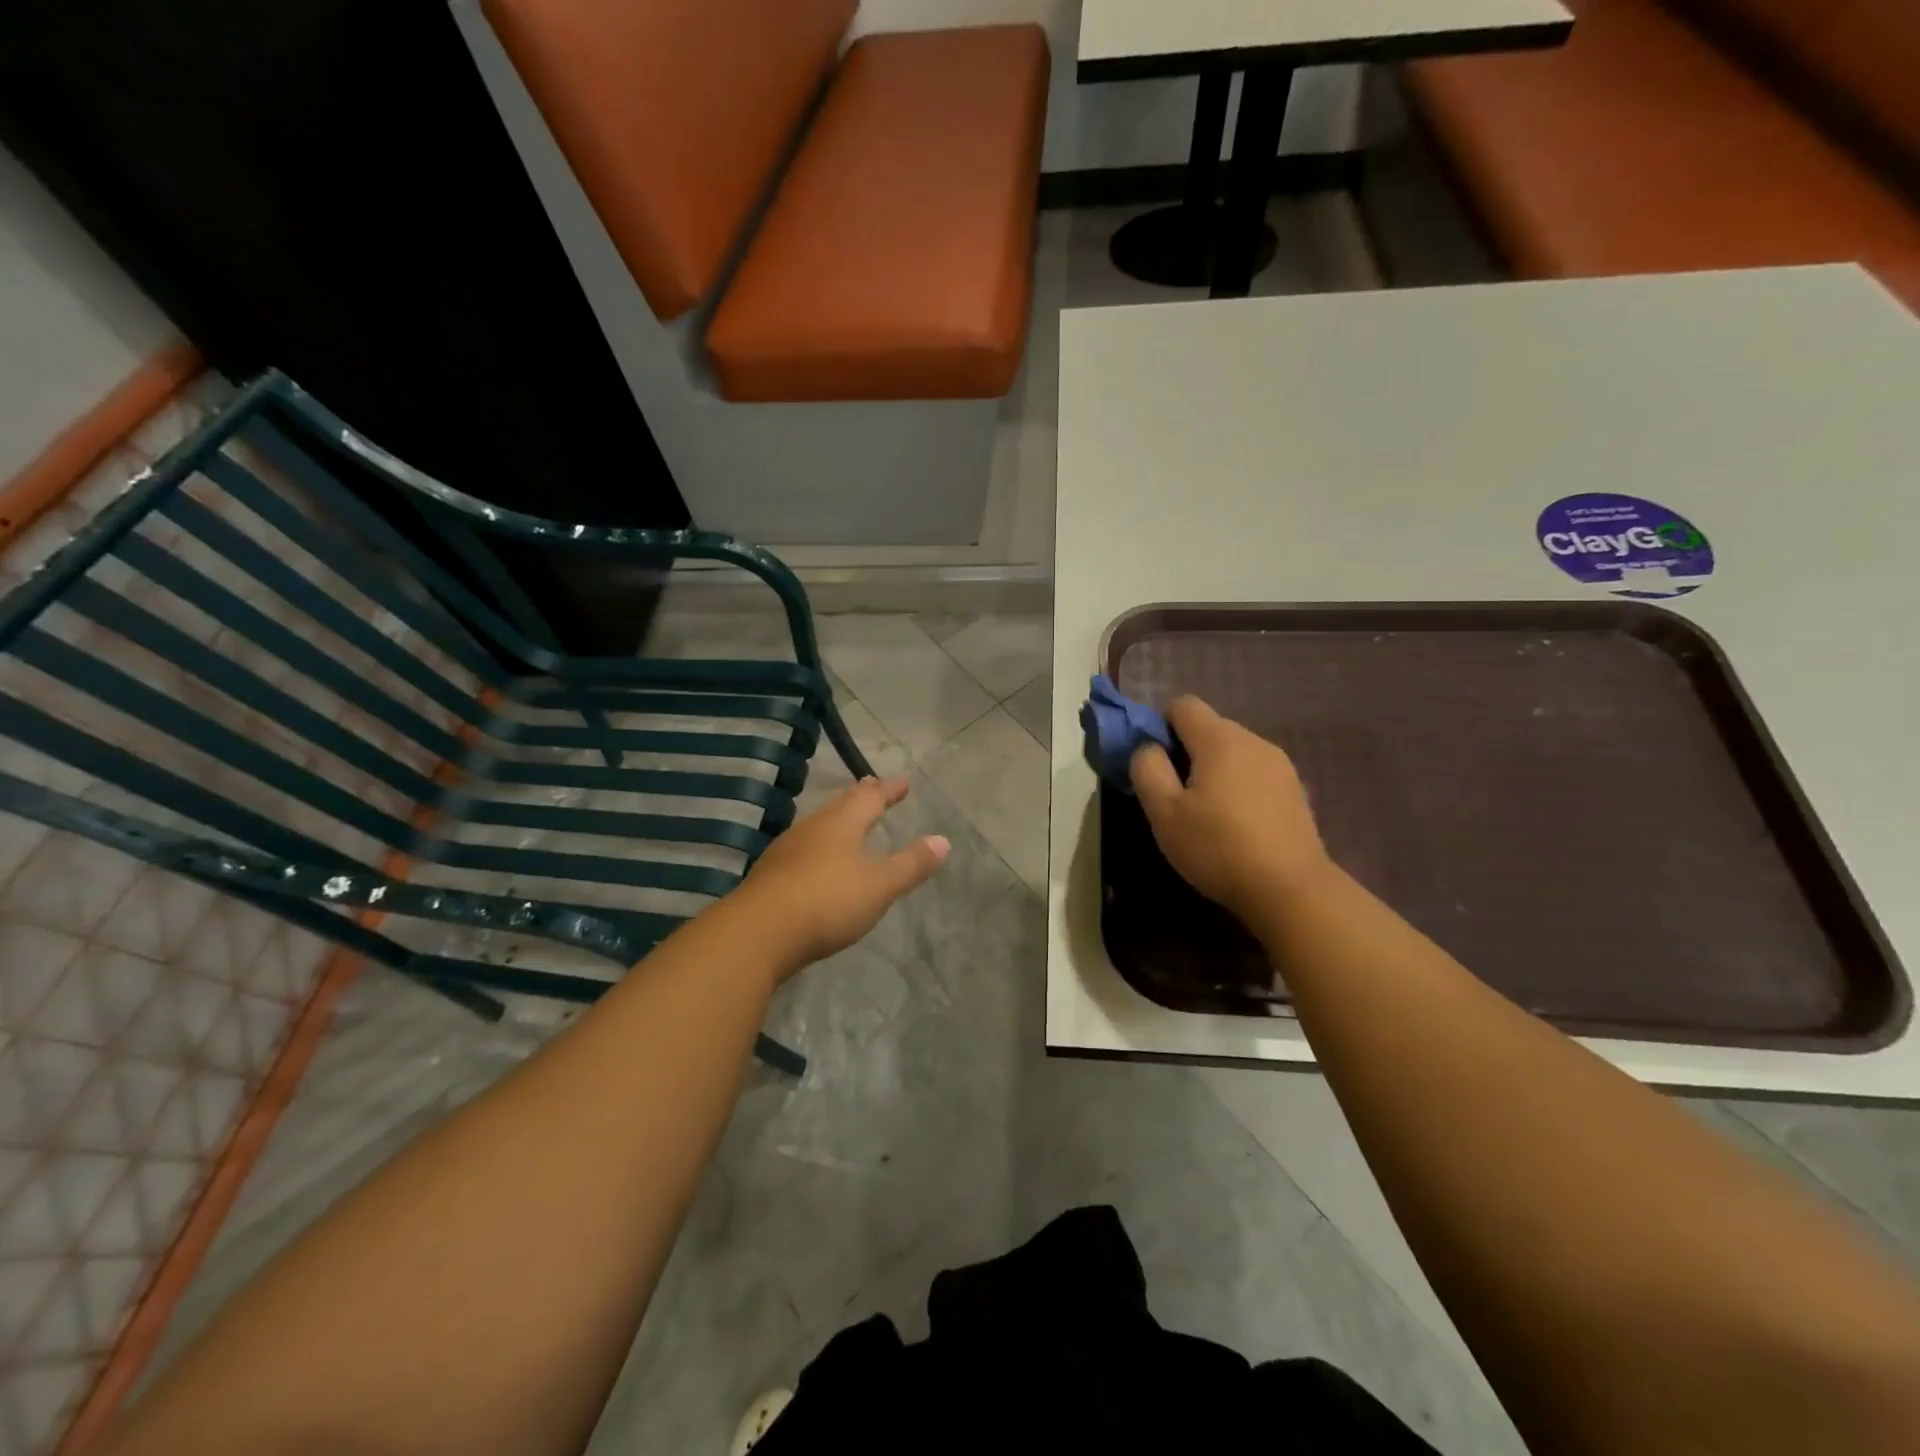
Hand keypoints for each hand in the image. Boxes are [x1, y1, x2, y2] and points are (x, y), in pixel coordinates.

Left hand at [736, 777, 949, 974]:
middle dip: (860, 796)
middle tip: (872, 786)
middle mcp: (813, 827)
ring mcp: (788, 849)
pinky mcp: (772, 873)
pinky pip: (805, 846)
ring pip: (819, 823)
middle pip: (840, 804)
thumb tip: (942, 840)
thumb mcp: (879, 885)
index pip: (870, 797)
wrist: (759, 933)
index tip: (904, 782)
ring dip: (838, 817)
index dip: (889, 789)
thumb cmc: (827, 901)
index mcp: (842, 823)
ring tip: (847, 818)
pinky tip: (818, 857)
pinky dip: (821, 842)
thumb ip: (911, 864)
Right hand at [1130, 697, 1332, 924]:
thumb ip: (1147, 769)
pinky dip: (1239, 788)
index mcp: (1220, 740)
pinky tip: (1238, 826)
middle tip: (1176, 797)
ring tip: (1207, 815)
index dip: (1161, 727)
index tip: (1156, 765)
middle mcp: (1254, 741)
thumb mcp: (1164, 813)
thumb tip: (1148, 748)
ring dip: (1214, 771)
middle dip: (1186, 752)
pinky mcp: (1295, 791)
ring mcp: (1280, 765)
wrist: (1291, 890)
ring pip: (1233, 752)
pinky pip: (1255, 774)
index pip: (1183, 705)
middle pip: (1209, 728)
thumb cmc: (1218, 847)